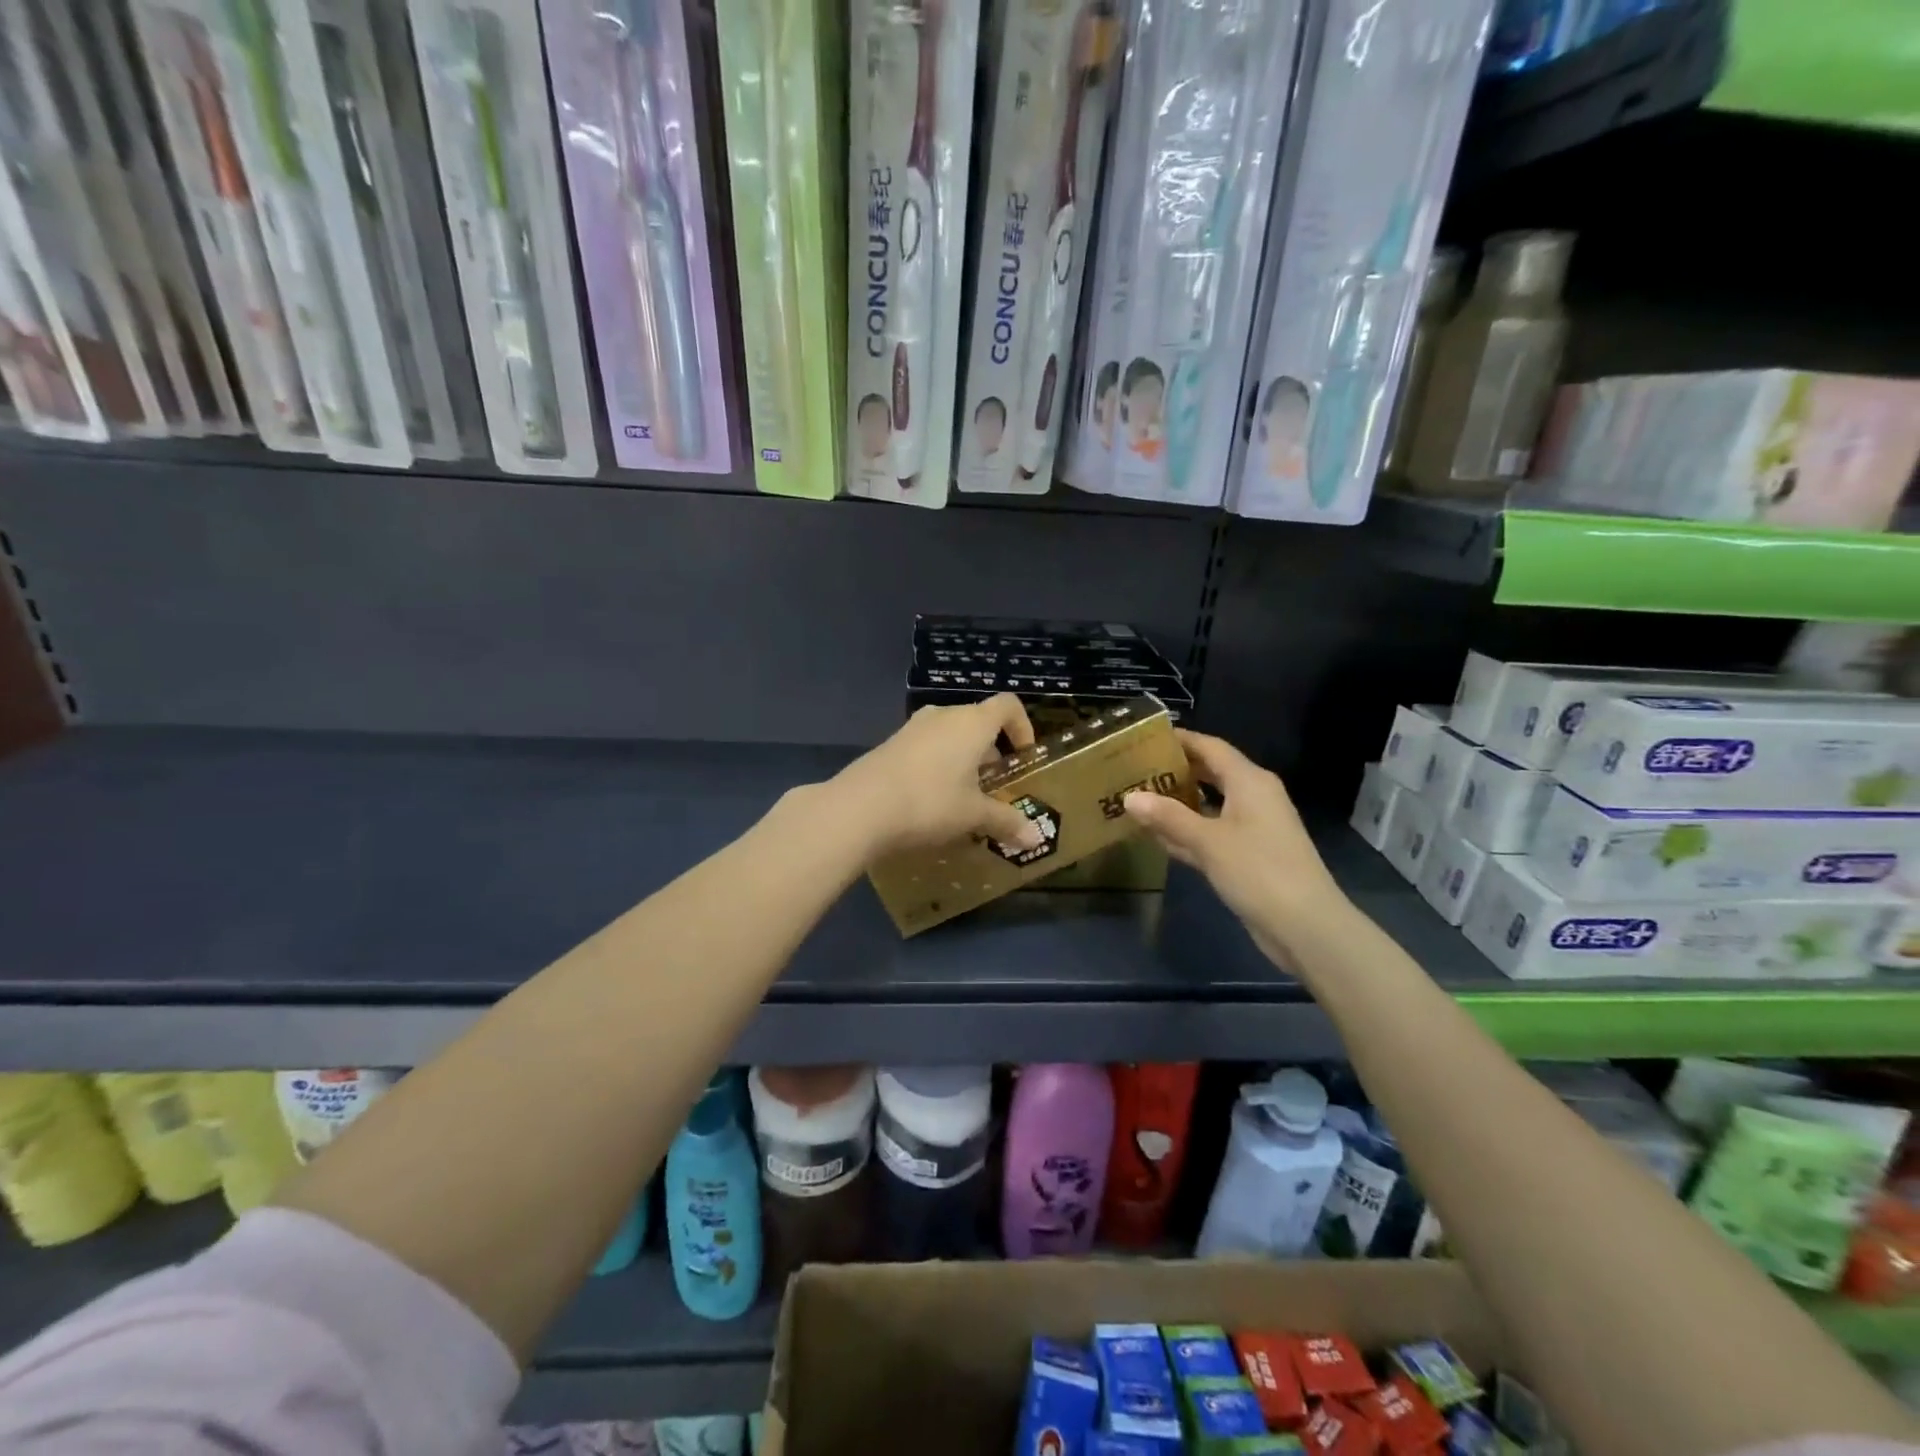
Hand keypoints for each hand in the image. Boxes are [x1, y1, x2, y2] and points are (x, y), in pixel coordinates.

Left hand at [831, 695, 1045, 857]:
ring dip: (963, 760)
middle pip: (978, 722)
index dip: (1022, 727)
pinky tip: (931, 801)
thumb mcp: (973, 816)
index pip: (1008, 705)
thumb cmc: (930, 803)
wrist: (859, 808)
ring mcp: (912, 728)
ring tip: (964, 798)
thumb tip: (1036, 838)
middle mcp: (943, 716)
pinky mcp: (890, 745)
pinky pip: (926, 748)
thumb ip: (1006, 822)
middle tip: (996, 788)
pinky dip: (938, 766)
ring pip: (950, 736)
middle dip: (992, 753)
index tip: (1024, 757)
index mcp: (972, 723)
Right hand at [1123, 730, 1346, 960]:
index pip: (1211, 747)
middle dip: (1176, 770)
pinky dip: (1187, 832)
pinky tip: (1157, 836)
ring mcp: (1252, 828)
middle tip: (1136, 768)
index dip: (1181, 739)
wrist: (1305, 926)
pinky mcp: (1247, 856)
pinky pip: (1211, 833)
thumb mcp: (1208, 841)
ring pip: (1209, 805)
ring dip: (1178, 803)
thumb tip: (1130, 796)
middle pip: (1210, 773)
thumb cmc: (1258, 871)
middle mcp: (1253, 797)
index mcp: (1250, 782)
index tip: (1146, 736)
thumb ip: (1168, 817)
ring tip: (1138, 798)